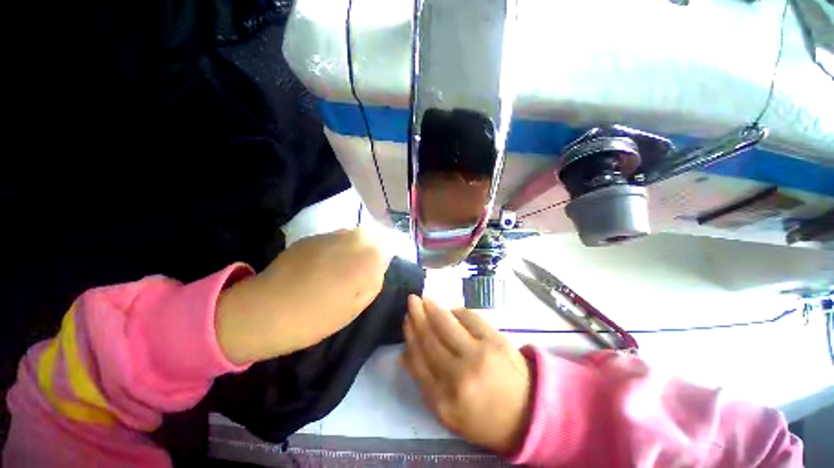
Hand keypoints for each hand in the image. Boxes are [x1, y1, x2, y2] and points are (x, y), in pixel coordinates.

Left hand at [216, 229, 390, 364]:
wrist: (266, 310)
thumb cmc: (316, 317)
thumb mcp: (355, 307)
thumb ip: (373, 282)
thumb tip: (378, 266)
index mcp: (366, 260)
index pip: (386, 248)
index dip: (381, 258)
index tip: (373, 271)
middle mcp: (351, 241)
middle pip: (371, 235)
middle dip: (369, 248)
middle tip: (359, 267)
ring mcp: (330, 237)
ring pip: (352, 233)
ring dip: (353, 245)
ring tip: (340, 265)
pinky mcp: (311, 238)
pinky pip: (334, 237)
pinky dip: (335, 246)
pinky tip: (322, 263)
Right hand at [401, 296, 531, 453]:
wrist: (529, 412)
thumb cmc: (484, 416)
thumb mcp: (448, 413)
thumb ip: (424, 383)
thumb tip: (405, 353)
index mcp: (444, 401)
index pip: (418, 360)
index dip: (410, 336)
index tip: (406, 320)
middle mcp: (458, 376)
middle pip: (430, 338)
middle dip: (417, 316)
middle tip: (412, 300)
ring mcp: (478, 355)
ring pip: (446, 324)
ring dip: (433, 309)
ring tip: (425, 299)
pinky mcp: (495, 340)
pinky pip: (469, 317)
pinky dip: (457, 311)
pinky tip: (452, 310)